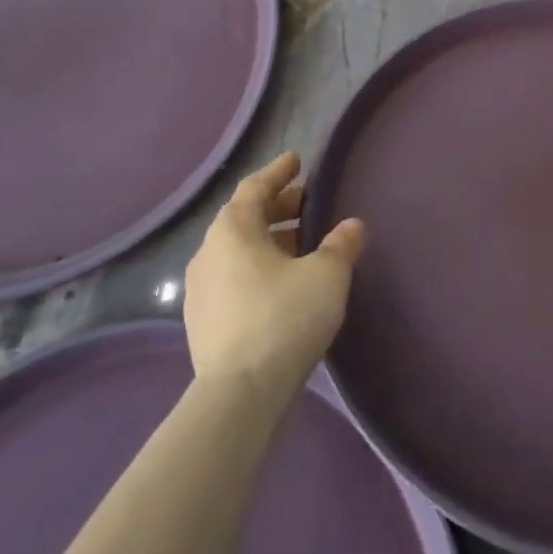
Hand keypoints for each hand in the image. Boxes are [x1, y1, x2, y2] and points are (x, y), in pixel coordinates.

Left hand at [183, 152, 366, 397]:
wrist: (241, 393)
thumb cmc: (285, 317)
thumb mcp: (326, 275)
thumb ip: (341, 245)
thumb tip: (352, 225)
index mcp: (233, 230)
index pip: (254, 188)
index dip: (278, 172)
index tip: (296, 160)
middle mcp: (208, 253)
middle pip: (244, 218)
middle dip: (277, 207)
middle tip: (306, 203)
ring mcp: (200, 290)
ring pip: (237, 251)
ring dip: (268, 240)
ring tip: (301, 244)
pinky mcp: (203, 323)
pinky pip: (233, 279)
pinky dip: (258, 269)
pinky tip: (281, 284)